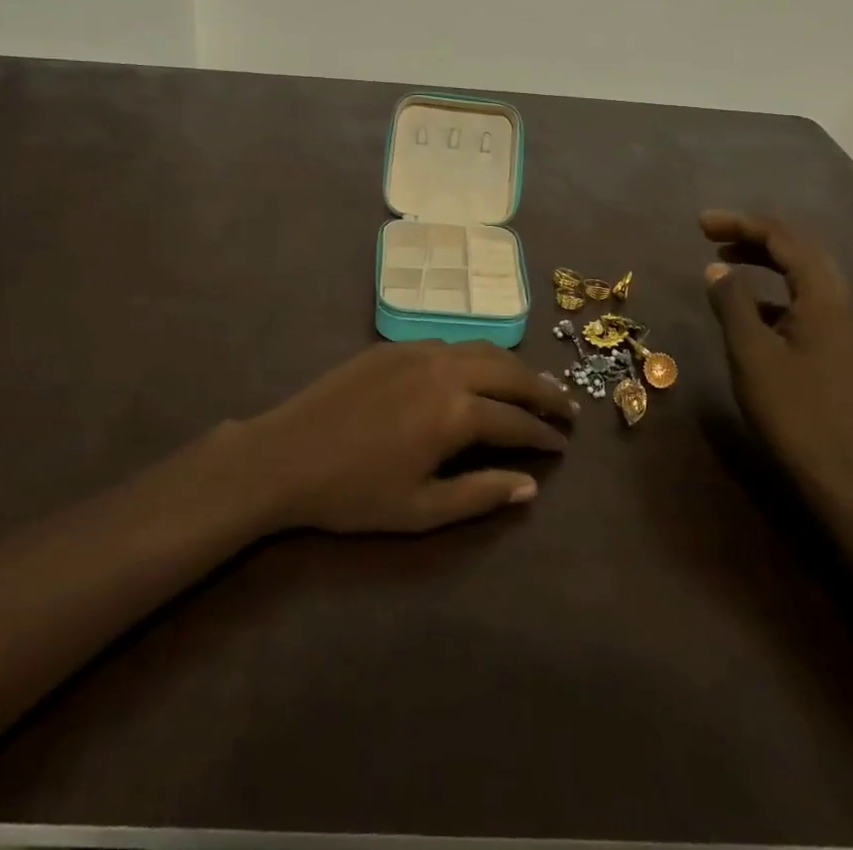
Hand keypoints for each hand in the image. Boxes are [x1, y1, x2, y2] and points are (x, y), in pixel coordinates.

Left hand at [238, 341, 575, 533]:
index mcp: (455, 412)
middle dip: (543, 391)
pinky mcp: (394, 345)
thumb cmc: (353, 493)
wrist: (286, 454)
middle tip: (566, 409)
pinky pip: (450, 344)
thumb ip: (480, 494)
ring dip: (513, 367)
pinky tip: (479, 373)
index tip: (564, 446)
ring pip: (482, 349)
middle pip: (509, 372)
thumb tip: (530, 485)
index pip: (516, 421)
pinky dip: (477, 358)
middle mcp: (445, 369)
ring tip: (533, 386)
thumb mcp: (420, 509)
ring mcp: (418, 351)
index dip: (544, 435)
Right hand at [700, 211, 852, 492]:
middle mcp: (837, 301)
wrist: (838, 473)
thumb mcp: (750, 351)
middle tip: (710, 234)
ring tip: (723, 260)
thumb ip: (732, 303)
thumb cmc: (792, 409)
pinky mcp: (832, 346)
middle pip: (797, 248)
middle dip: (753, 234)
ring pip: (800, 273)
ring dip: (762, 259)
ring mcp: (838, 325)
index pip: (783, 238)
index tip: (700, 225)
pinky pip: (800, 298)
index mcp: (822, 295)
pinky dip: (771, 289)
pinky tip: (746, 306)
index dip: (741, 224)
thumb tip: (716, 269)